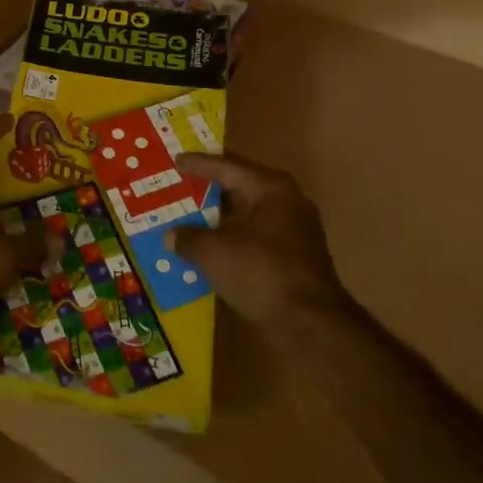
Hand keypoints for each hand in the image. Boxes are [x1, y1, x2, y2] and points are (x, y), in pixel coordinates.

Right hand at [170, 152, 350, 321]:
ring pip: (249, 212)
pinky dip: (234, 235)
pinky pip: (257, 233)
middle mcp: (287, 200)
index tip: (176, 161)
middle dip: (210, 188)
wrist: (310, 321)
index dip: (198, 164)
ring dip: (221, 216)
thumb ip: (188, 238)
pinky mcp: (297, 254)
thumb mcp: (213, 253)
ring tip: (192, 217)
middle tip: (182, 185)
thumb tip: (171, 236)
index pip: (227, 167)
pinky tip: (214, 246)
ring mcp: (296, 228)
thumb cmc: (260, 272)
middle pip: (241, 186)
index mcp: (269, 188)